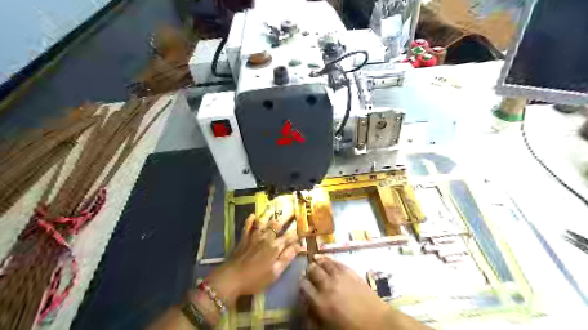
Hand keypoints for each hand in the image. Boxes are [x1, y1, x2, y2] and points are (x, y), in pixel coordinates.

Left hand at [207, 214, 300, 305]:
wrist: (231, 278)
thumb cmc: (255, 279)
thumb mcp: (275, 272)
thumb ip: (287, 257)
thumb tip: (299, 245)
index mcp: (275, 247)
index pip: (289, 236)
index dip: (297, 232)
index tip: (304, 228)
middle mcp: (266, 238)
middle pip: (277, 225)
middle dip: (286, 217)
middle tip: (291, 211)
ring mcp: (254, 236)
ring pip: (262, 222)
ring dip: (268, 214)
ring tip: (273, 208)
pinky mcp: (243, 238)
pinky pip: (247, 226)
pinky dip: (250, 220)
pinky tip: (252, 215)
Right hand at [303, 256, 430, 329]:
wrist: (378, 323)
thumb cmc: (352, 329)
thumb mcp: (329, 327)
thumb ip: (315, 316)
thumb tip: (307, 308)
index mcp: (321, 302)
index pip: (305, 287)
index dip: (301, 282)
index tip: (301, 281)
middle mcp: (328, 286)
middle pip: (314, 271)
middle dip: (310, 269)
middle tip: (308, 268)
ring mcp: (340, 277)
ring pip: (325, 263)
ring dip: (319, 260)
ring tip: (315, 258)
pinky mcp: (351, 273)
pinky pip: (338, 263)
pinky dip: (331, 259)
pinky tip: (329, 259)